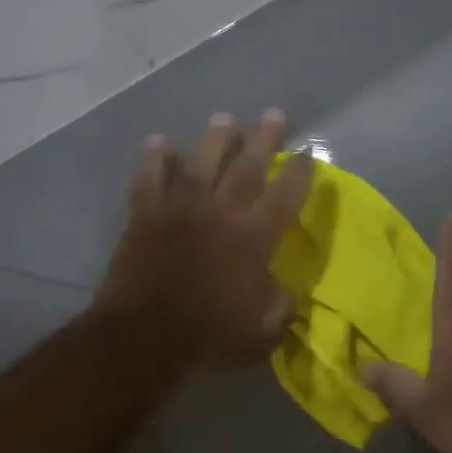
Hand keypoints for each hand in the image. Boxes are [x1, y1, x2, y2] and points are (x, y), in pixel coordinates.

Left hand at [93, 110, 312, 366]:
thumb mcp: (262, 331)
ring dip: (215, 139)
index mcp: (255, 237)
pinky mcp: (147, 215)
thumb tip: (287, 291)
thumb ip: (280, 306)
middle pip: (248, 167)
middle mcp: (222, 213)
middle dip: (264, 139)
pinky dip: (154, 160)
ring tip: (225, 118)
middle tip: (275, 114)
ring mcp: (181, 209)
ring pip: (202, 163)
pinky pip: (150, 179)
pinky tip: (159, 142)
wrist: (143, 337)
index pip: (286, 194)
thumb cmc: (209, 335)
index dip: (300, 171)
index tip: (308, 151)